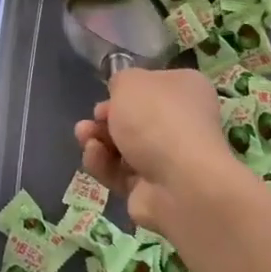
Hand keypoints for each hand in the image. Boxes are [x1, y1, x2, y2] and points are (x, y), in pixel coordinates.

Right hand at [74, 67, 244, 234]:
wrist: (179, 183)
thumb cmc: (157, 118)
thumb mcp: (130, 82)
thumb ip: (120, 82)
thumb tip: (121, 97)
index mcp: (187, 90)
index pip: (154, 86)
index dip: (126, 90)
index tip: (106, 95)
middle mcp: (183, 123)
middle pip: (135, 119)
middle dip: (106, 118)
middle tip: (91, 120)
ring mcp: (169, 159)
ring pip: (123, 146)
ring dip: (98, 140)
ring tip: (83, 136)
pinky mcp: (153, 190)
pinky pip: (120, 173)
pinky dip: (103, 164)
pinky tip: (93, 156)